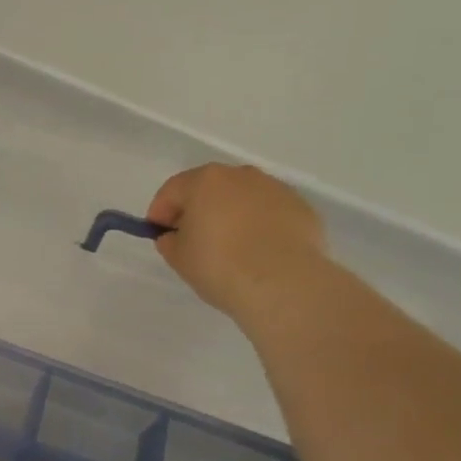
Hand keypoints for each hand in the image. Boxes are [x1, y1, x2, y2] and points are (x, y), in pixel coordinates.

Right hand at [146, 164, 328, 321]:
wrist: (285, 285)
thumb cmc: (220, 266)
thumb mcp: (178, 258)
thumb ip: (169, 241)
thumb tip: (175, 236)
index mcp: (205, 181)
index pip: (172, 191)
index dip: (160, 213)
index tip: (159, 235)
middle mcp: (241, 175)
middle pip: (209, 188)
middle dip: (197, 209)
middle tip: (193, 239)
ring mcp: (275, 189)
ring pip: (243, 198)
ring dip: (231, 215)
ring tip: (230, 247)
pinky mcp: (302, 209)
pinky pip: (269, 213)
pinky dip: (260, 225)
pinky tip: (259, 252)